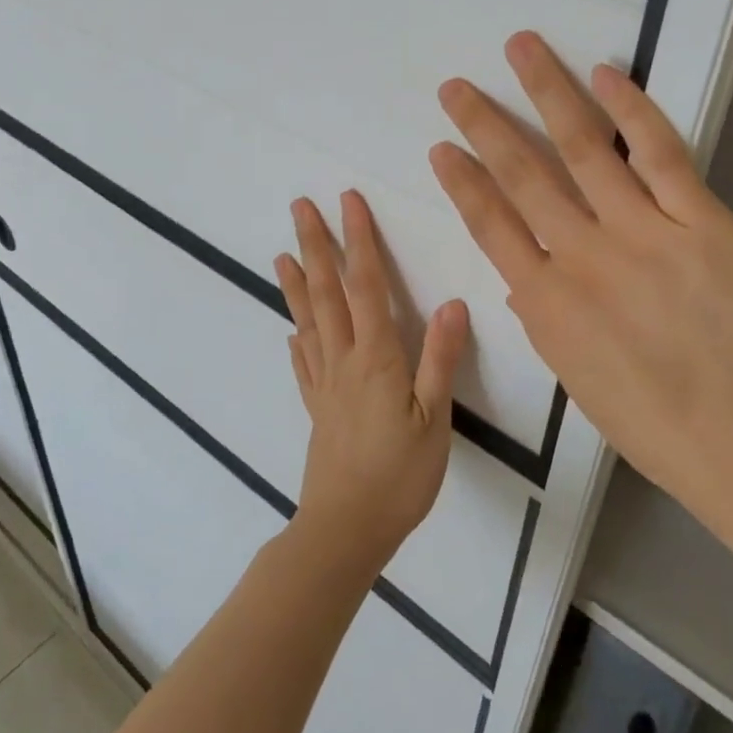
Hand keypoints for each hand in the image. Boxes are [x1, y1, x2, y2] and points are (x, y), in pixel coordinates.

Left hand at [274, 192, 469, 579]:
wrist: (346, 530)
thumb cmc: (400, 476)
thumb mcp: (435, 419)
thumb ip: (440, 359)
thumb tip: (452, 302)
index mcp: (375, 357)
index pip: (366, 285)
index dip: (359, 240)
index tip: (348, 201)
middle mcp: (343, 360)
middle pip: (327, 292)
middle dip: (316, 245)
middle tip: (300, 207)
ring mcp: (324, 384)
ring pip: (309, 321)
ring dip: (297, 284)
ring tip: (281, 254)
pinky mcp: (317, 408)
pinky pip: (304, 364)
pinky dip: (297, 339)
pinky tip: (292, 331)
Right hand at [430, 31, 732, 520]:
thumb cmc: (651, 421)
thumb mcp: (572, 374)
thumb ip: (541, 314)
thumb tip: (520, 272)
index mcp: (544, 302)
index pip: (489, 224)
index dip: (462, 181)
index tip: (441, 146)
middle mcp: (582, 256)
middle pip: (523, 174)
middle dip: (485, 124)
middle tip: (456, 87)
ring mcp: (642, 232)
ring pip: (582, 147)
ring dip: (546, 92)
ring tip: (522, 48)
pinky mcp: (700, 221)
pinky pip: (659, 153)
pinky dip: (630, 110)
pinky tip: (604, 74)